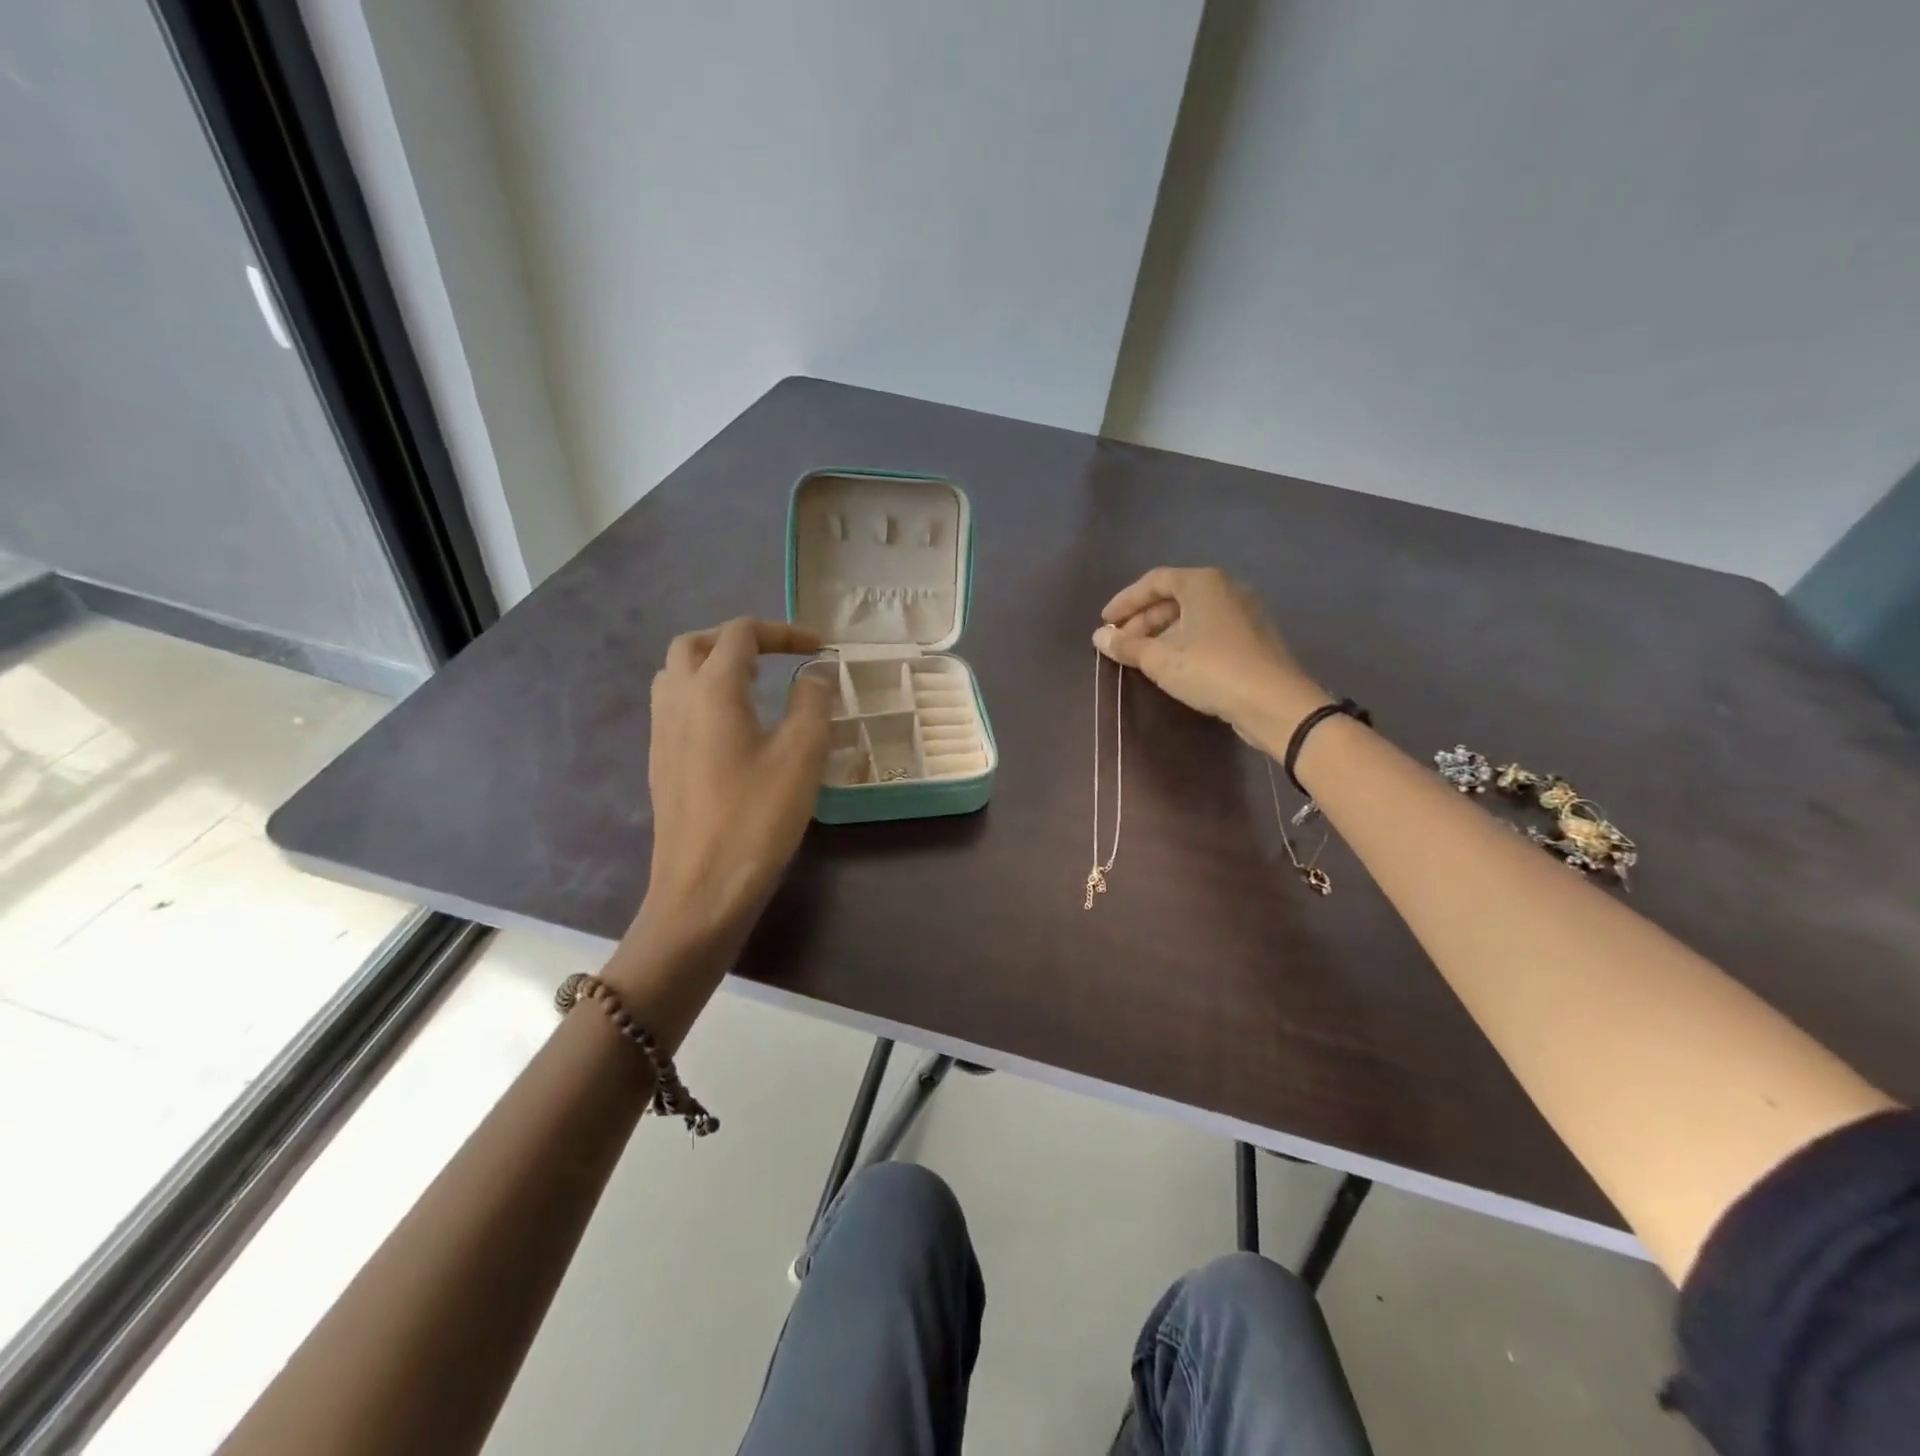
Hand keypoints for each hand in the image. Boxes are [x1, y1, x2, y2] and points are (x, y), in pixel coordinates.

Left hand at [619, 619, 833, 997]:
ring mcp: (662, 732)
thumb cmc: (757, 818)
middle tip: (777, 656)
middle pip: (696, 644)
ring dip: (715, 664)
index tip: (819, 647)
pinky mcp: (662, 761)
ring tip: (756, 683)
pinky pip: (676, 705)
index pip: (740, 634)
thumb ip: (812, 703)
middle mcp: (677, 700)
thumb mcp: (801, 756)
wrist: (702, 888)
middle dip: (738, 639)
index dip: (782, 631)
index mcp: (711, 690)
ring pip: (677, 674)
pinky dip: (704, 694)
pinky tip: (736, 726)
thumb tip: (815, 674)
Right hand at [1093, 567, 1324, 750]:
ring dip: (1162, 633)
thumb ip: (1127, 646)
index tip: (1105, 622)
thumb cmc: (1211, 669)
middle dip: (1142, 620)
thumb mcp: (1160, 659)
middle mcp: (1225, 589)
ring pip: (1192, 615)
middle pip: (1173, 597)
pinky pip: (1208, 630)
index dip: (1125, 601)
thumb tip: (1099, 638)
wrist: (1273, 702)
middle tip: (1120, 644)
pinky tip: (1171, 664)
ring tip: (1141, 657)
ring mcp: (1243, 612)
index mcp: (1203, 583)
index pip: (1154, 581)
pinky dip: (1184, 641)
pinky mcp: (1252, 637)